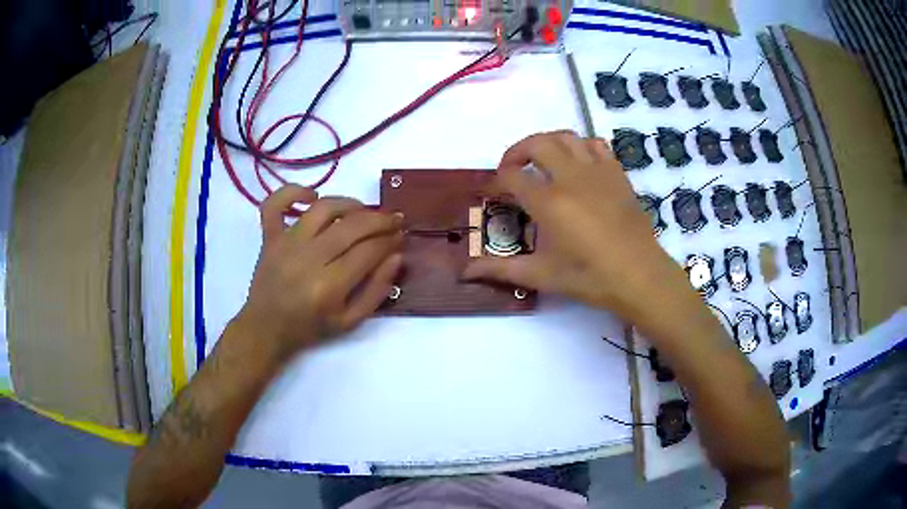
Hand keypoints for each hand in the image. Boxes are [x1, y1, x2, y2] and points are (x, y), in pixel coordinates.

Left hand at [236, 185, 403, 361]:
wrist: (266, 328)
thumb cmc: (309, 327)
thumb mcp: (350, 322)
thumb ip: (376, 291)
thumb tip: (396, 257)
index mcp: (329, 285)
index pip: (369, 251)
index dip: (390, 240)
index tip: (401, 236)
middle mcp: (308, 258)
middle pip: (352, 226)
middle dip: (380, 220)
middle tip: (395, 219)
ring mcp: (286, 243)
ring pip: (323, 208)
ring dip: (349, 203)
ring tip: (363, 210)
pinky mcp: (270, 236)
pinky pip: (275, 204)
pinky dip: (293, 192)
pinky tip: (311, 196)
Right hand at [463, 131, 688, 321]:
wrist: (639, 276)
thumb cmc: (590, 278)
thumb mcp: (542, 275)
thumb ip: (501, 270)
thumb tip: (465, 273)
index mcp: (549, 202)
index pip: (512, 177)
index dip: (496, 181)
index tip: (492, 192)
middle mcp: (570, 177)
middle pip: (536, 143)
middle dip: (517, 151)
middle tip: (511, 170)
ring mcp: (597, 171)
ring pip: (566, 137)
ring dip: (547, 143)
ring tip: (541, 161)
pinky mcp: (616, 173)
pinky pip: (595, 144)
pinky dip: (580, 146)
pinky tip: (577, 164)